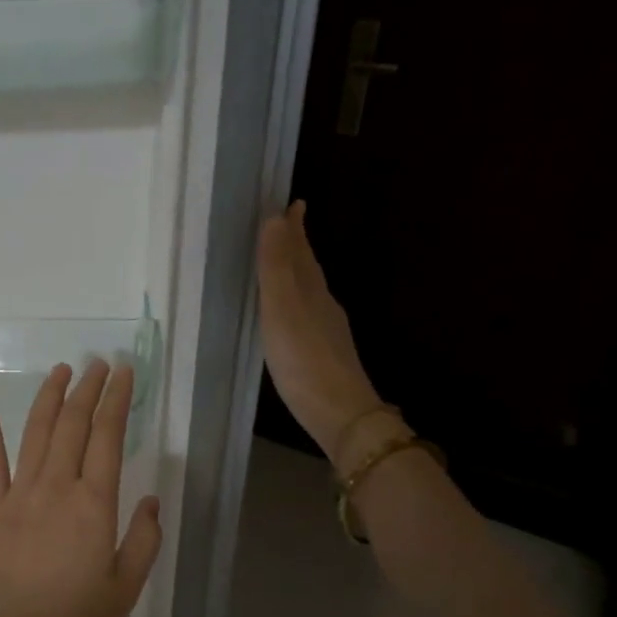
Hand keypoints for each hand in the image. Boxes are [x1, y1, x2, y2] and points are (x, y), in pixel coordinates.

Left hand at [0, 361, 161, 616]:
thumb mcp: (126, 588)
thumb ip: (142, 539)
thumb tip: (147, 499)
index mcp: (94, 505)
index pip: (108, 437)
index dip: (117, 400)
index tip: (125, 372)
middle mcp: (56, 488)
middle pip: (72, 425)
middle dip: (88, 389)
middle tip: (98, 363)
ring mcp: (18, 495)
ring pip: (35, 432)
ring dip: (50, 397)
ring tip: (62, 370)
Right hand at [257, 200, 383, 468]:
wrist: (341, 413)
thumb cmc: (304, 361)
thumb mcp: (283, 311)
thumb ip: (277, 268)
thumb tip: (276, 218)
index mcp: (312, 292)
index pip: (301, 252)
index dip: (295, 229)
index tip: (293, 203)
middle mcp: (323, 306)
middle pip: (309, 269)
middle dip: (298, 245)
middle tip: (289, 223)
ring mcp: (326, 332)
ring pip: (310, 291)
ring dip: (299, 272)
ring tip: (288, 261)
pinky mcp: (324, 355)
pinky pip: (308, 315)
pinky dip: (298, 302)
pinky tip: (294, 315)